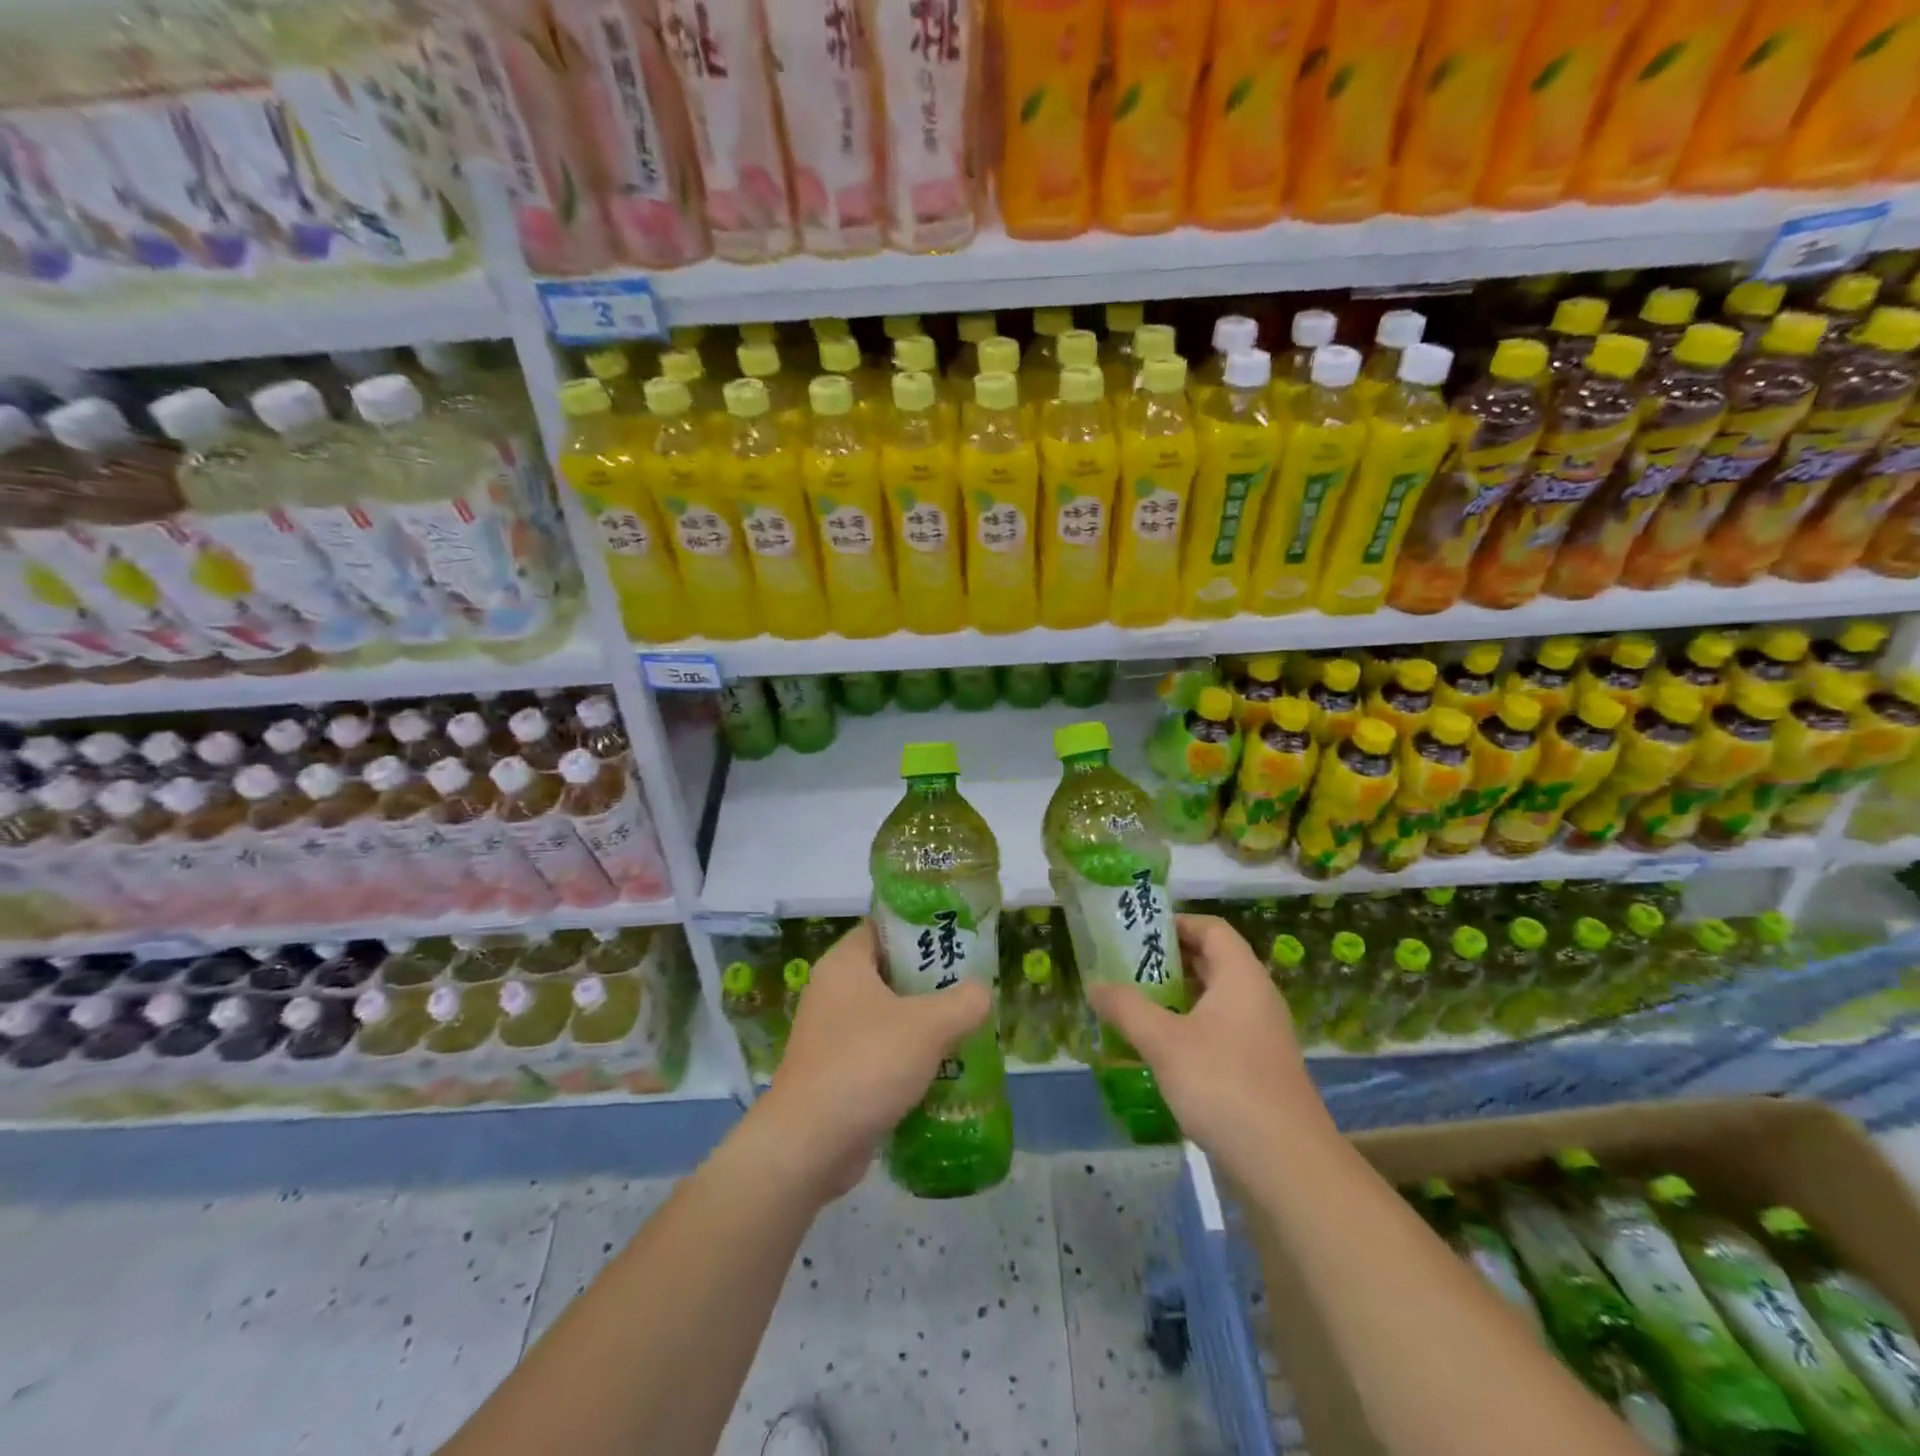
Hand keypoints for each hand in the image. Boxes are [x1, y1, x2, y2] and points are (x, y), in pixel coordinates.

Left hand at [747, 920, 990, 1202]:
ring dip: (921, 1023)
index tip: (957, 938)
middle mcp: (832, 991)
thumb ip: (964, 1002)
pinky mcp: (834, 1071)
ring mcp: (830, 1033)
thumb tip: (981, 992)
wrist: (810, 1145)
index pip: (884, 926)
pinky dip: (906, 1056)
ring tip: (964, 1027)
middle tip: (969, 986)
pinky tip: (941, 1069)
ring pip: (886, 1015)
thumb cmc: (867, 1063)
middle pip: (889, 971)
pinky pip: (878, 1050)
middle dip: (930, 980)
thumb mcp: (929, 1026)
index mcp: (844, 963)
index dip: (921, 928)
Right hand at [1086, 914, 1331, 1176]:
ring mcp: (1261, 1035)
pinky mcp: (1259, 1069)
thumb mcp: (1164, 1042)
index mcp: (1241, 976)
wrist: (1287, 1164)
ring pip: (1214, 1000)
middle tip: (1126, 967)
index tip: (1137, 933)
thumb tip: (1094, 986)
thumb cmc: (1224, 1084)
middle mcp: (1256, 997)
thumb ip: (1127, 1008)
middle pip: (1212, 961)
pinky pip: (1219, 1031)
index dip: (1176, 923)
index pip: (1211, 928)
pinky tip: (1160, 1051)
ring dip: (1176, 997)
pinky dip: (1189, 1029)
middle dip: (1168, 961)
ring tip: (1135, 1005)